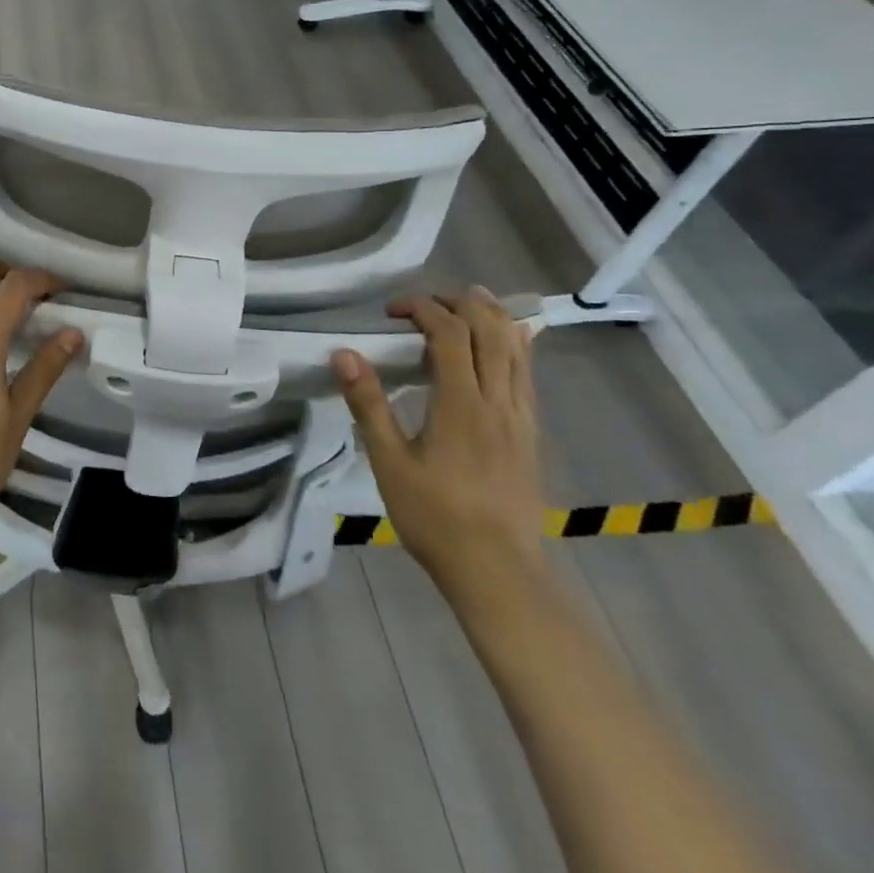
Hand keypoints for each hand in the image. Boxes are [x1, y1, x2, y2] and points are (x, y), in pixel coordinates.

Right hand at [332, 288, 545, 602]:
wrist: (497, 570)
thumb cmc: (434, 516)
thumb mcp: (389, 462)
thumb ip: (368, 404)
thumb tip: (343, 354)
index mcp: (461, 405)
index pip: (450, 334)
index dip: (422, 308)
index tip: (392, 311)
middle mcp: (498, 401)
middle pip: (491, 330)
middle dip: (459, 303)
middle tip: (424, 302)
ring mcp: (521, 416)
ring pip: (517, 347)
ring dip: (491, 316)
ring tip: (466, 302)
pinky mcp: (530, 432)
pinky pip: (526, 372)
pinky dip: (512, 343)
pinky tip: (499, 344)